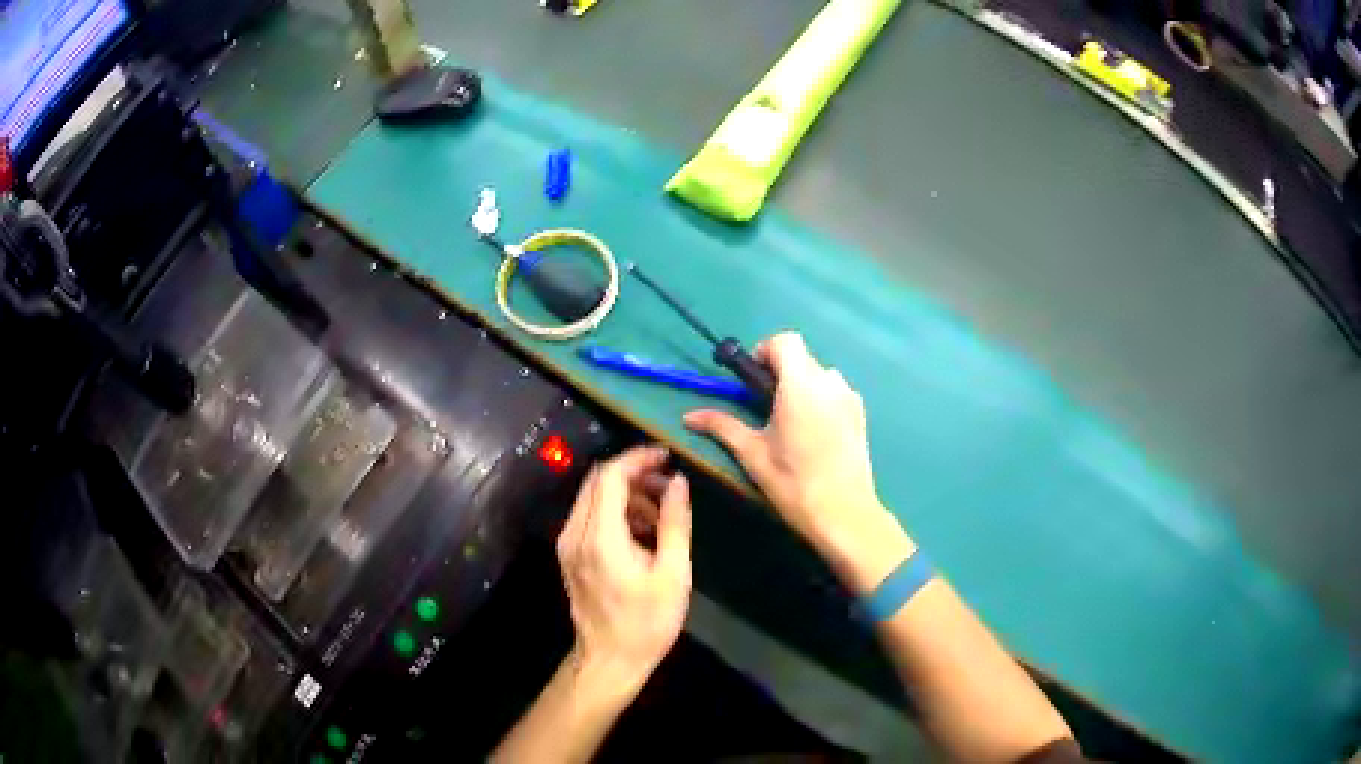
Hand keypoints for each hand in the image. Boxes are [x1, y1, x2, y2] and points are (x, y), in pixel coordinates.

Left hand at [556, 446, 692, 696]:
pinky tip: (643, 531)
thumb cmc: (647, 622)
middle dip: (634, 473)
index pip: (611, 475)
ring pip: (593, 496)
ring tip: (662, 512)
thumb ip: (675, 523)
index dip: (638, 458)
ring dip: (626, 493)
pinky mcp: (570, 554)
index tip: (667, 456)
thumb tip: (679, 482)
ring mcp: (568, 543)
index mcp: (600, 537)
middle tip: (669, 486)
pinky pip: (590, 516)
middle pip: (598, 481)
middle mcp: (575, 533)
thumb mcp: (674, 575)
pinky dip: (616, 511)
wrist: (609, 660)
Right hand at [685, 333, 910, 589]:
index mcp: (801, 385)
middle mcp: (829, 382)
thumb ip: (723, 426)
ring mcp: (849, 398)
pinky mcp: (860, 415)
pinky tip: (812, 435)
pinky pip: (834, 393)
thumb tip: (690, 415)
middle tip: (763, 408)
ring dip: (800, 387)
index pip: (784, 341)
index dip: (764, 352)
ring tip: (788, 424)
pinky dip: (819, 400)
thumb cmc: (794, 484)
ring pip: (819, 375)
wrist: (845, 515)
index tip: (751, 381)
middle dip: (779, 373)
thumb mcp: (752, 454)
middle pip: (801, 358)